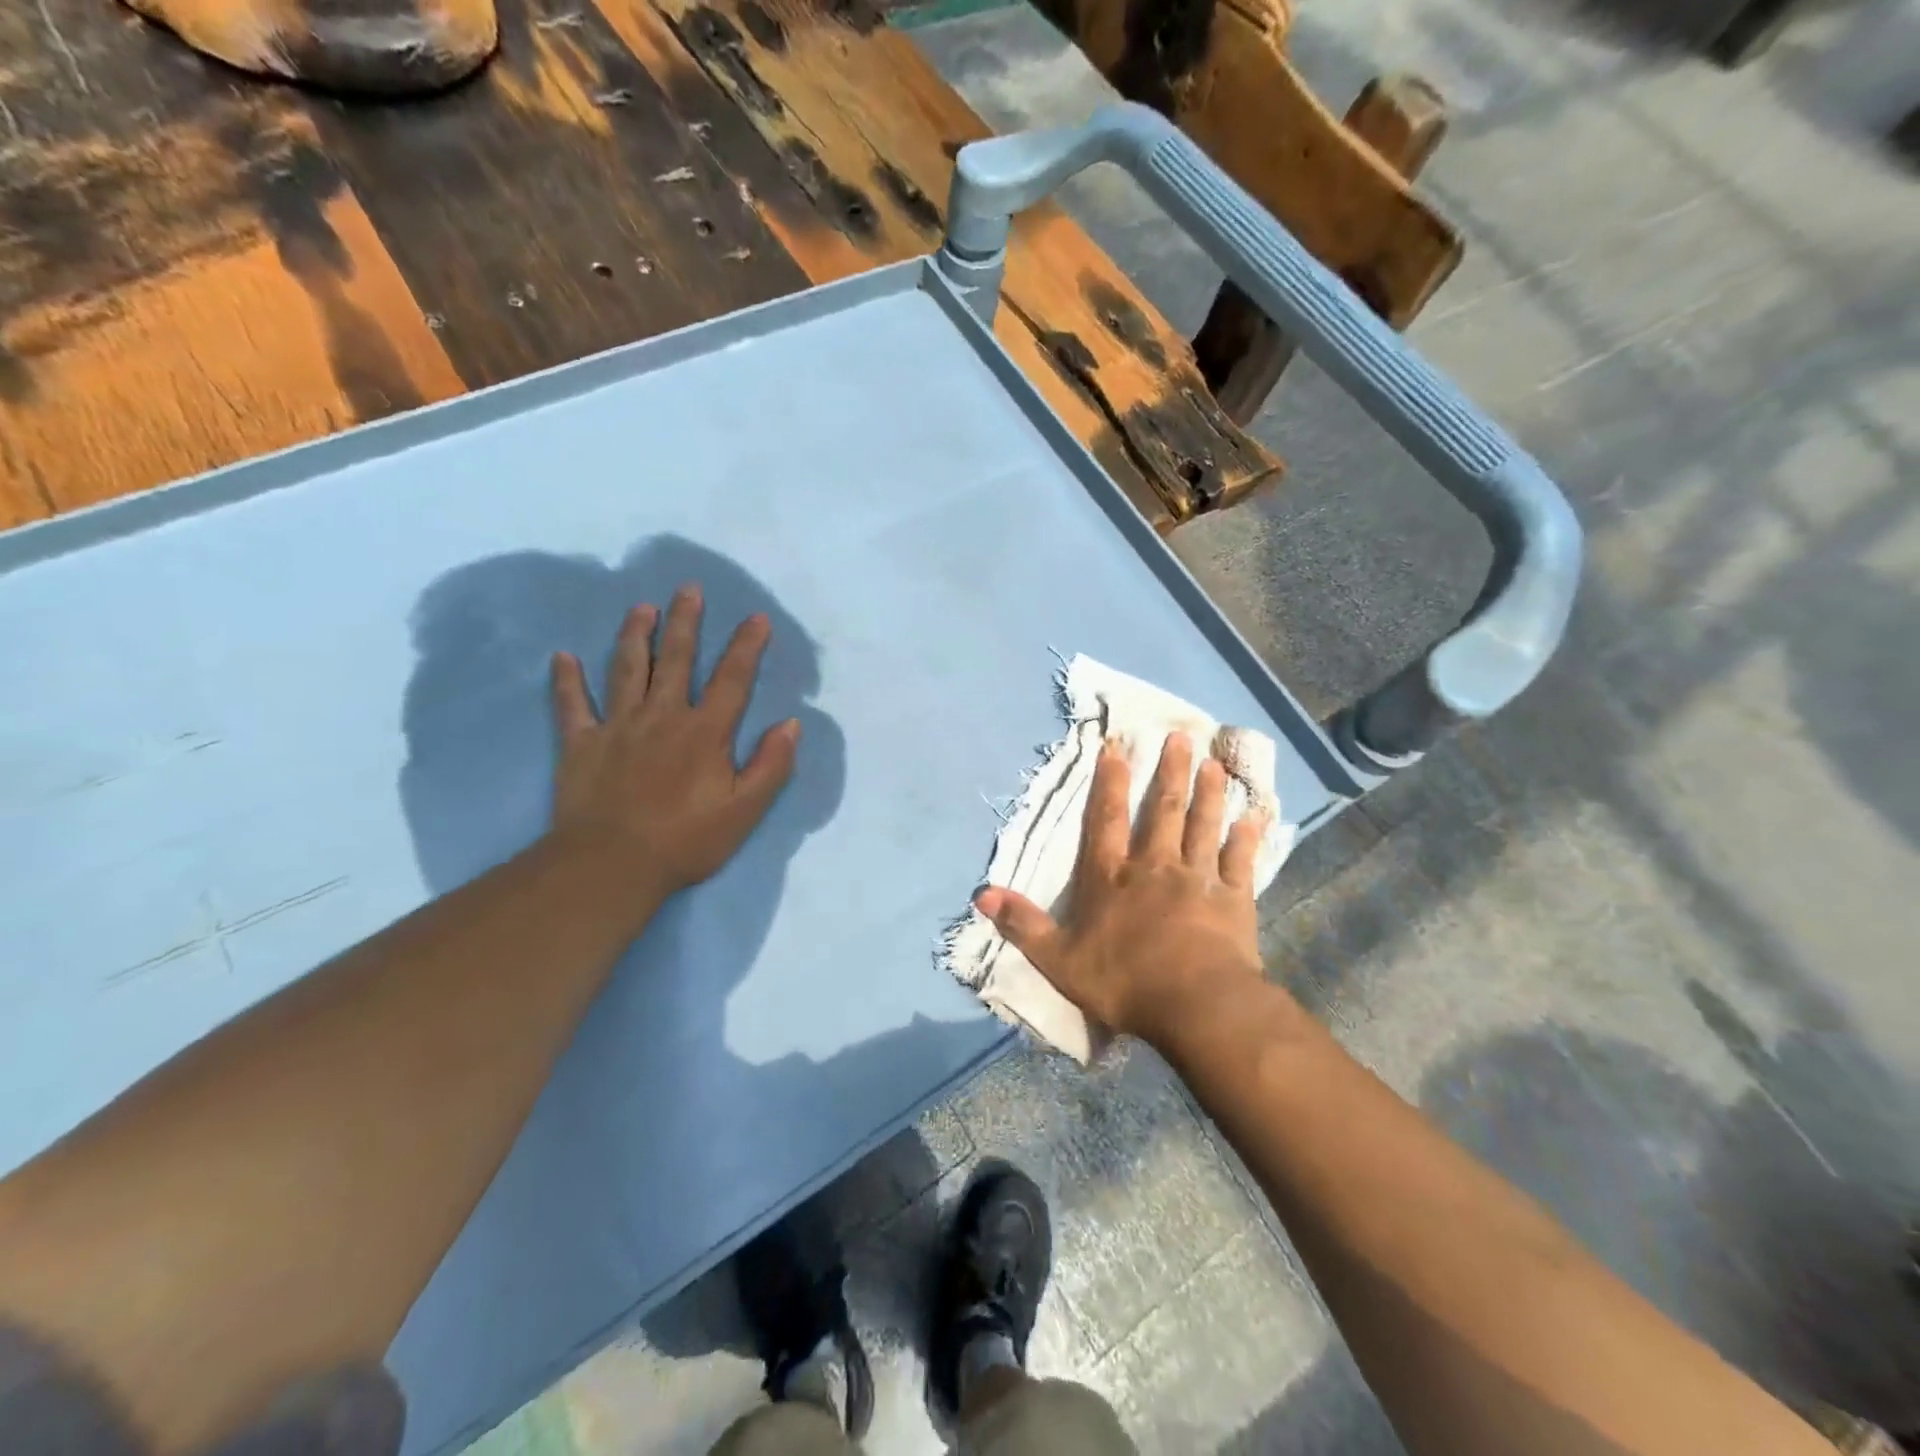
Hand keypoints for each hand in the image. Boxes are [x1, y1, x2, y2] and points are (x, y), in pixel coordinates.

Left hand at [547, 584, 799, 898]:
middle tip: (688, 588)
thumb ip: (771, 765)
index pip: (732, 679)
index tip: (756, 617)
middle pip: (675, 659)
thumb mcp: (745, 811)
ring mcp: (617, 726)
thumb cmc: (686, 840)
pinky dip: (566, 680)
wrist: (612, 865)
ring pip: (626, 669)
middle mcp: (662, 716)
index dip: (746, 646)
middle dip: (685, 622)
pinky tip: (562, 657)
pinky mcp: (581, 744)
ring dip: (634, 635)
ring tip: (641, 607)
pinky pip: (571, 704)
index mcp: (705, 732)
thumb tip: (791, 724)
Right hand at [974, 731, 1265, 1045]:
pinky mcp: (1233, 899)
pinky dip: (1246, 838)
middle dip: (1169, 772)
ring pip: (1202, 826)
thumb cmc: (1124, 982)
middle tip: (1181, 737)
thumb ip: (1023, 924)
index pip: (1105, 820)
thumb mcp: (1058, 959)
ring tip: (1214, 764)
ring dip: (1208, 793)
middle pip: (1162, 810)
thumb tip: (982, 894)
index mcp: (1111, 878)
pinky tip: (1253, 817)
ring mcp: (1197, 879)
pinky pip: (1239, 861)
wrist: (1196, 1006)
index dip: (1109, 782)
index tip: (1117, 748)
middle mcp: (1154, 867)